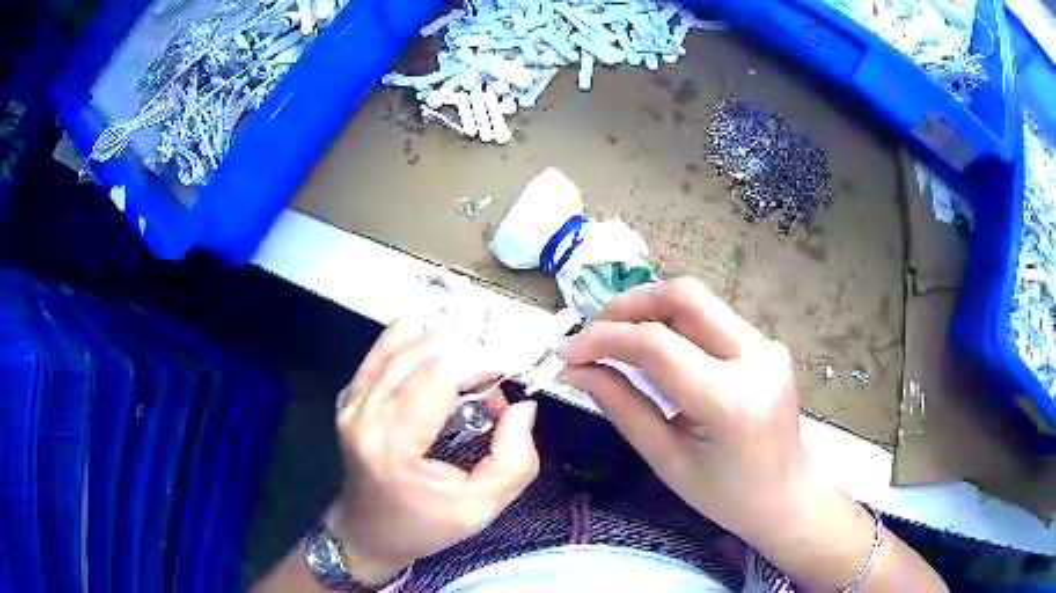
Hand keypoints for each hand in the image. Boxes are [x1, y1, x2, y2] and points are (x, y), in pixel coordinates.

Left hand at [327, 324, 538, 583]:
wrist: (368, 532)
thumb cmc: (424, 525)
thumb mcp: (481, 509)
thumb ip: (514, 460)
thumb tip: (522, 405)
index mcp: (393, 445)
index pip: (436, 375)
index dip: (478, 363)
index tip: (505, 376)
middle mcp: (364, 413)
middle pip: (421, 352)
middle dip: (465, 355)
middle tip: (489, 384)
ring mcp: (351, 400)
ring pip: (403, 342)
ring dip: (443, 348)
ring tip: (465, 376)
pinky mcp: (349, 394)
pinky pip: (384, 349)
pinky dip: (417, 347)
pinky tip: (436, 367)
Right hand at [559, 278, 942, 590]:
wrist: (787, 495)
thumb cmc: (725, 496)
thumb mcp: (666, 459)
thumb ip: (621, 406)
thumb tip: (576, 370)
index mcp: (731, 401)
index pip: (658, 345)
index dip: (605, 339)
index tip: (568, 350)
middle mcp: (757, 359)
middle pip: (685, 296)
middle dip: (630, 303)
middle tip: (594, 330)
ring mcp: (768, 346)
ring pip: (699, 301)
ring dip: (651, 309)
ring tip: (618, 337)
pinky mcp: (768, 344)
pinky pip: (713, 319)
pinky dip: (676, 323)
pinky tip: (657, 347)